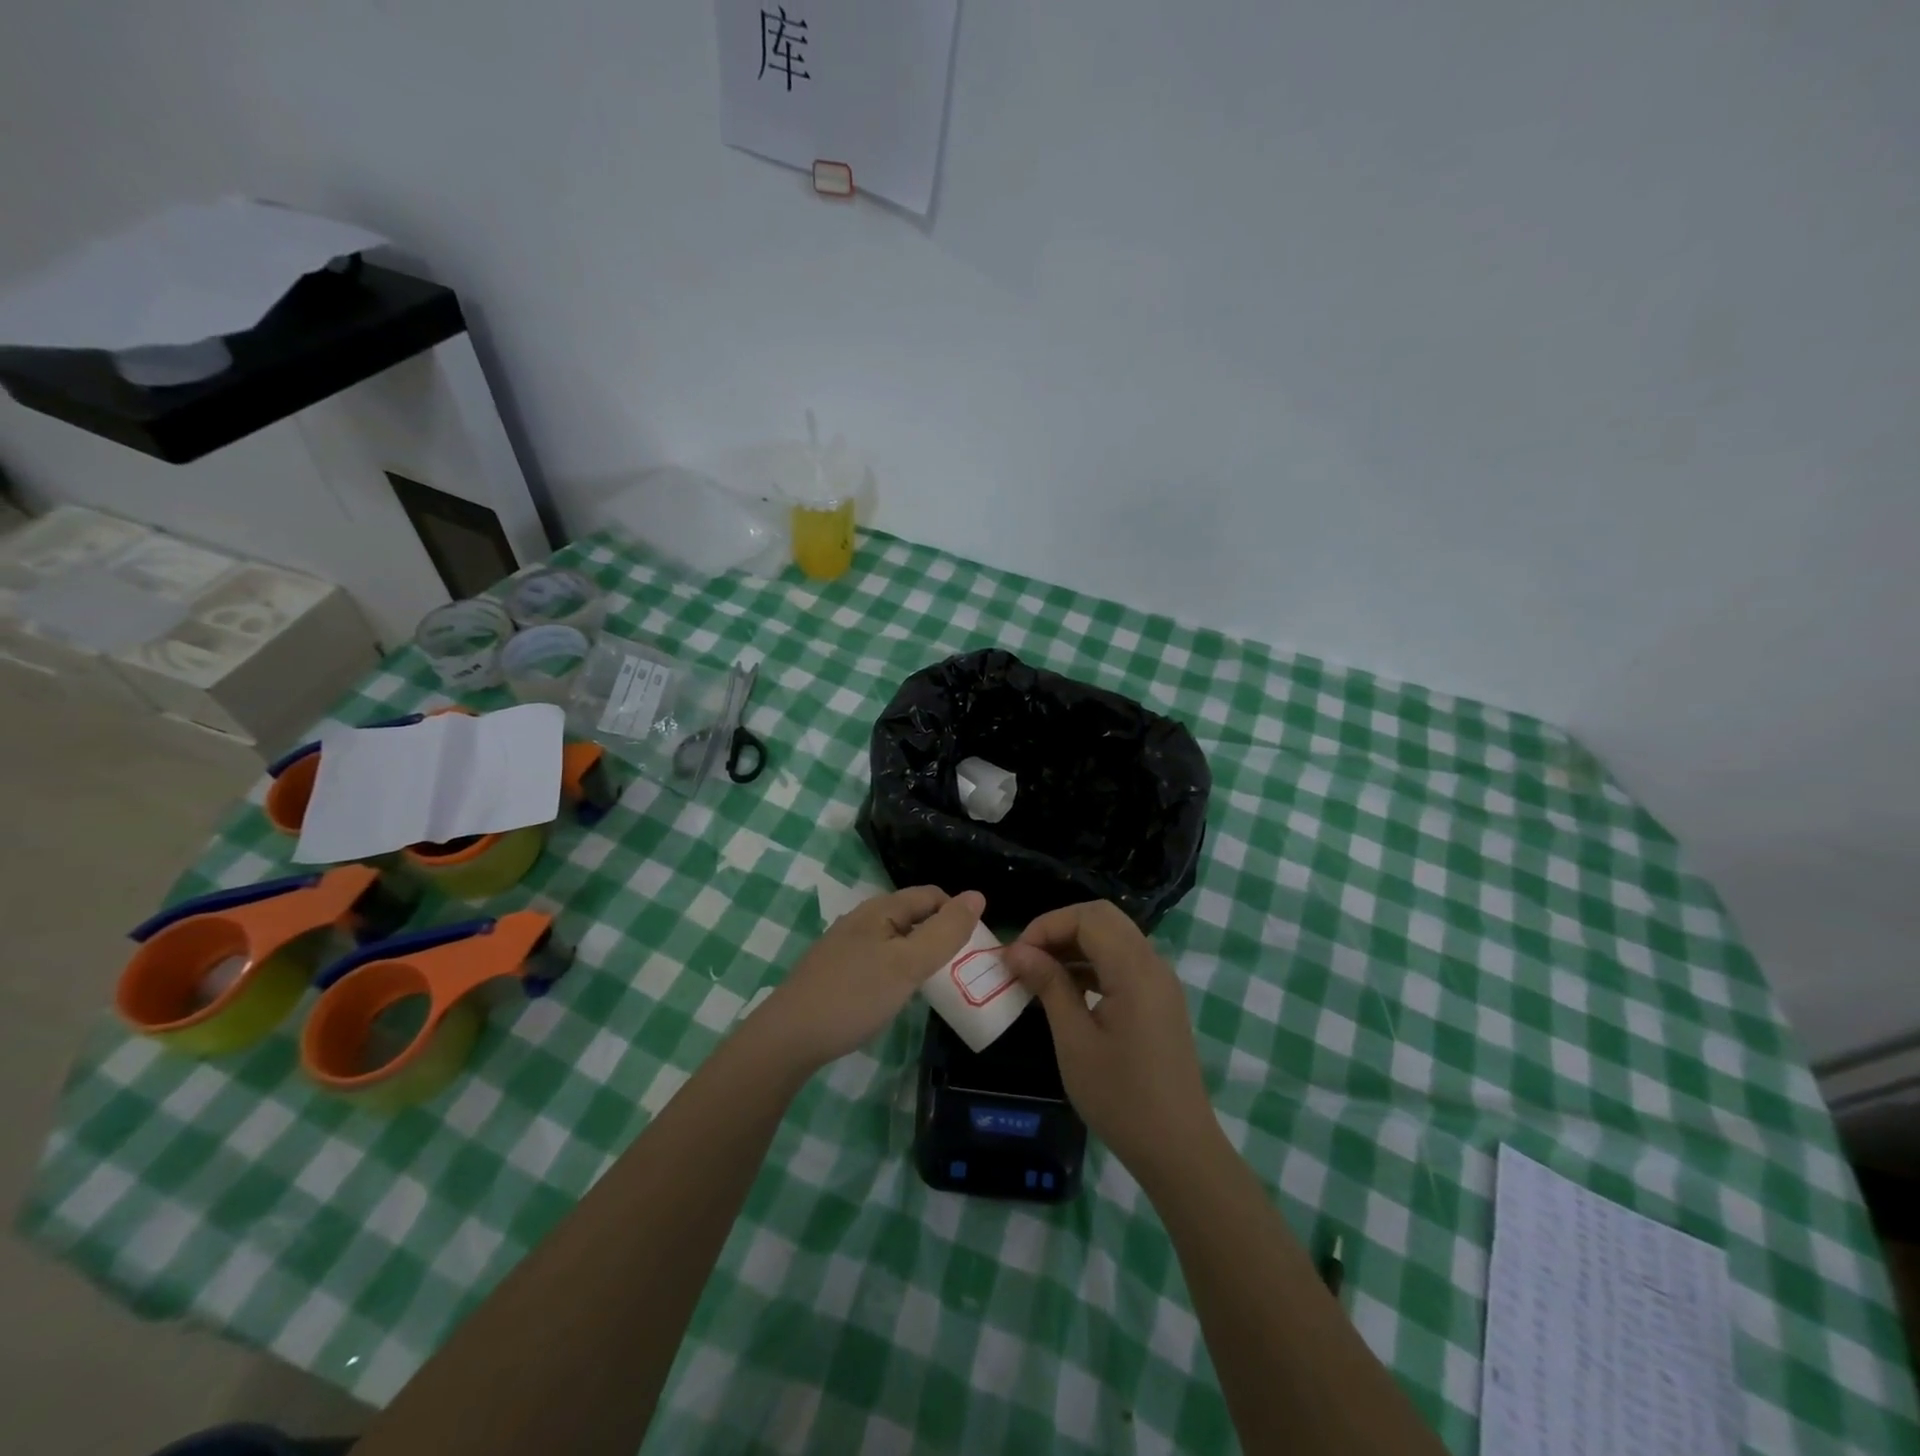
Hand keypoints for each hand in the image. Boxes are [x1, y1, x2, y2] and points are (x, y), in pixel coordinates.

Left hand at [753, 886, 985, 1073]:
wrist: (787, 1038)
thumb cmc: (853, 996)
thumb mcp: (907, 964)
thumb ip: (944, 932)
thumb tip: (978, 896)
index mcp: (880, 909)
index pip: (931, 895)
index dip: (958, 914)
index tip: (976, 947)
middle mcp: (863, 920)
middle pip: (914, 916)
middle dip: (941, 935)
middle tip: (963, 969)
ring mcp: (846, 946)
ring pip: (897, 940)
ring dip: (921, 954)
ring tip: (938, 984)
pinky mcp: (837, 972)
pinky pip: (880, 960)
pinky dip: (900, 970)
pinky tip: (900, 995)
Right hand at [1004, 901, 1218, 1185]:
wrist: (1179, 1150)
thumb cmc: (1121, 1098)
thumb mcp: (1074, 1041)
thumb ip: (1049, 986)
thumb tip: (1017, 951)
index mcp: (1135, 970)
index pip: (1088, 917)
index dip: (1047, 925)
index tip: (1016, 956)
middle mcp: (1153, 965)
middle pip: (1103, 918)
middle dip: (1060, 928)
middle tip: (1027, 958)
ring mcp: (1160, 982)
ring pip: (1114, 937)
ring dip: (1075, 945)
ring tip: (1038, 974)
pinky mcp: (1159, 1000)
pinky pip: (1123, 961)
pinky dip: (1092, 963)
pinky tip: (1066, 990)